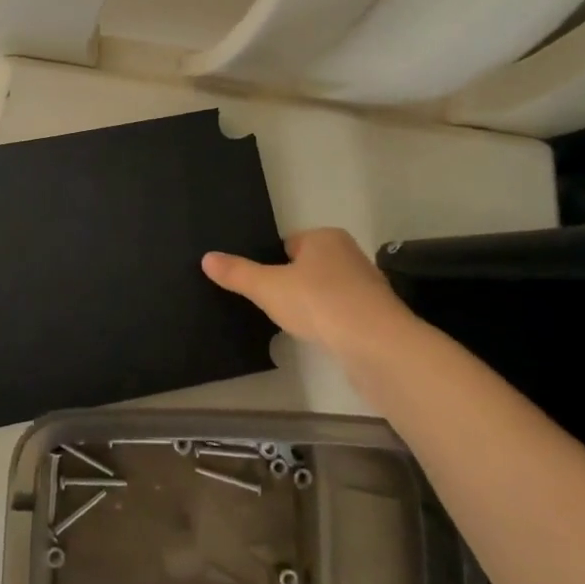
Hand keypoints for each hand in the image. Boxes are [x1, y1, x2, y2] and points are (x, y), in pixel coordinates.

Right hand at [202, 228, 416, 365]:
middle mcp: (350, 255)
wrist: (377, 346)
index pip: (289, 244)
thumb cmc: (319, 302)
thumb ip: (237, 273)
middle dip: (291, 284)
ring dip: (311, 306)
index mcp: (325, 238)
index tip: (259, 285)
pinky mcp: (376, 318)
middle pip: (307, 267)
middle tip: (269, 304)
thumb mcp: (267, 287)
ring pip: (326, 292)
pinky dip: (328, 324)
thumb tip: (207, 258)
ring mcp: (367, 287)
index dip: (271, 262)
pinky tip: (317, 338)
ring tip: (291, 324)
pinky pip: (341, 316)